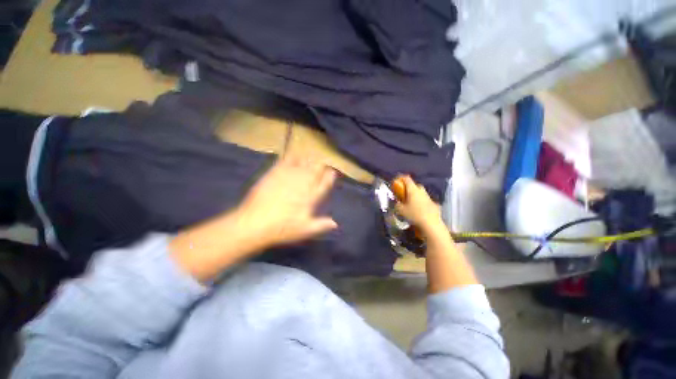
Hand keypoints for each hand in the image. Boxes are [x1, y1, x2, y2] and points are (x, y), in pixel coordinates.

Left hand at [237, 156, 337, 247]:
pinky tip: (293, 157)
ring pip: (304, 162)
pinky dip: (292, 158)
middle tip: (321, 167)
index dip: (330, 176)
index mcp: (312, 195)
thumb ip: (321, 225)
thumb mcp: (305, 230)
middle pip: (316, 168)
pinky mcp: (275, 172)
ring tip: (309, 162)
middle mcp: (303, 182)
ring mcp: (289, 176)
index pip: (326, 181)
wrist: (255, 223)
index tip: (332, 173)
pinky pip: (287, 160)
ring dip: (309, 161)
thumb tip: (335, 224)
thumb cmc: (283, 228)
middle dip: (321, 166)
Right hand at [394, 175, 444, 236]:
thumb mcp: (400, 210)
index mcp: (412, 190)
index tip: (396, 183)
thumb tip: (397, 202)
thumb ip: (397, 204)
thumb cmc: (414, 215)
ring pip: (420, 193)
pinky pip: (425, 200)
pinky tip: (418, 210)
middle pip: (414, 185)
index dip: (400, 179)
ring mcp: (428, 197)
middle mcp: (421, 191)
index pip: (406, 179)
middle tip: (403, 194)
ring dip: (415, 195)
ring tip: (410, 203)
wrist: (431, 224)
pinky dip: (421, 202)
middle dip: (408, 188)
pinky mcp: (434, 204)